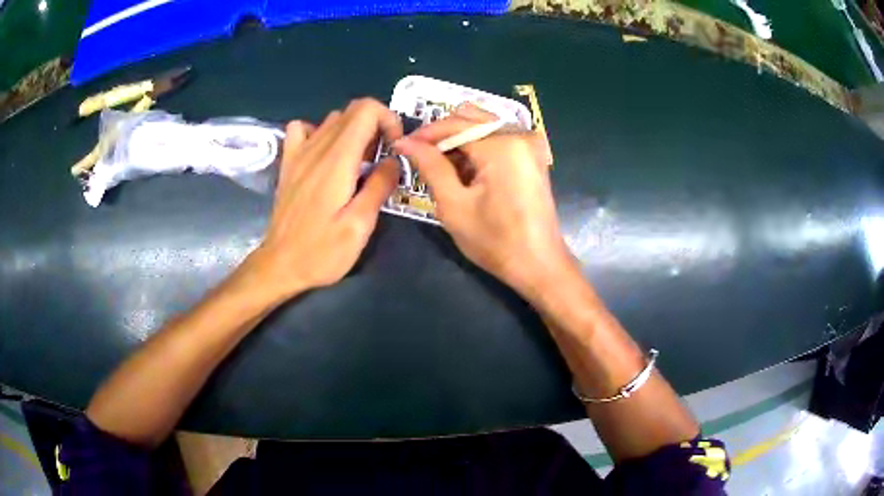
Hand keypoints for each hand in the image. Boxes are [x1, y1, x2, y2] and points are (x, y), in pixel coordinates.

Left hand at [243, 99, 401, 299]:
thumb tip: (394, 160)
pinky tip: (326, 155)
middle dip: (376, 126)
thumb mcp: (359, 226)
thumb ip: (379, 186)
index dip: (388, 119)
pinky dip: (321, 133)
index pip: (366, 109)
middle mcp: (316, 147)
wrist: (280, 264)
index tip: (394, 148)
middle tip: (381, 160)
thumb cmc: (321, 251)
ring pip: (332, 118)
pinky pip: (303, 129)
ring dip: (353, 131)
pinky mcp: (289, 163)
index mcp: (337, 159)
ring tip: (359, 162)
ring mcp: (298, 153)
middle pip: (352, 110)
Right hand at [393, 104, 571, 297]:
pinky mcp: (532, 154)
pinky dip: (478, 146)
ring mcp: (530, 143)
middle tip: (420, 156)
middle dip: (442, 134)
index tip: (402, 146)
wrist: (539, 264)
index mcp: (502, 145)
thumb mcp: (454, 205)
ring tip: (440, 166)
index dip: (425, 133)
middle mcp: (520, 134)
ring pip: (484, 124)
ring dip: (459, 140)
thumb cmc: (495, 241)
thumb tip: (405, 141)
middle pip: (471, 117)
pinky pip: (498, 137)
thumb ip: (430, 166)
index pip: (454, 124)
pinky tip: (465, 170)